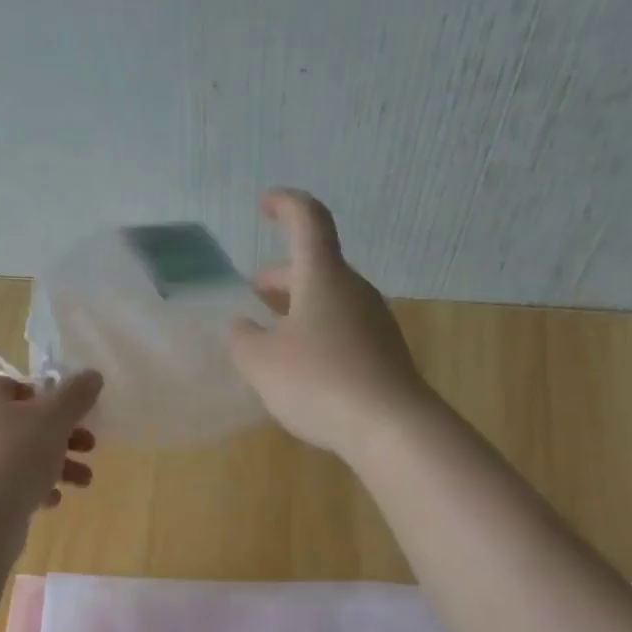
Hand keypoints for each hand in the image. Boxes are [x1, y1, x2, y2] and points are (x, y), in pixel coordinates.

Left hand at [0, 368, 101, 515]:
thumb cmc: (18, 453)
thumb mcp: (55, 418)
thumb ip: (76, 395)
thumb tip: (93, 375)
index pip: (10, 383)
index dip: (42, 393)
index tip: (67, 410)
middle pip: (21, 422)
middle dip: (61, 435)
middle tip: (89, 446)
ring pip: (18, 455)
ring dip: (55, 464)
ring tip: (83, 481)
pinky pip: (7, 483)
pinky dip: (32, 488)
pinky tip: (52, 501)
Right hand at [228, 189, 433, 458]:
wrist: (389, 426)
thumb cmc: (318, 381)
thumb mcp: (261, 363)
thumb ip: (243, 339)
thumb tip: (243, 327)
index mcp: (323, 277)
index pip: (307, 220)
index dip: (284, 205)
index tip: (263, 205)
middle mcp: (353, 290)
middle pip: (317, 266)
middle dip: (283, 275)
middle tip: (255, 291)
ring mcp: (374, 322)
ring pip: (330, 299)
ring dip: (299, 307)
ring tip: (272, 335)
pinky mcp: (384, 353)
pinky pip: (344, 329)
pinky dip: (317, 333)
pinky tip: (302, 366)